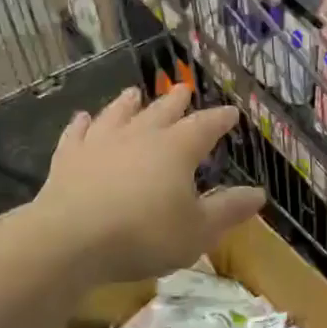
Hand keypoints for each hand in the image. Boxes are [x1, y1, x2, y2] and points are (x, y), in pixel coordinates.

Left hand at [32, 84, 265, 284]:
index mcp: (176, 149)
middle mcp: (140, 136)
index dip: (220, 119)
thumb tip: (258, 193)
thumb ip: (228, 210)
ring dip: (128, 103)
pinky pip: (77, 133)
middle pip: (162, 111)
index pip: (205, 126)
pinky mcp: (68, 158)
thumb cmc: (144, 235)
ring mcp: (101, 143)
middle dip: (176, 100)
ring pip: (118, 114)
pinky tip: (82, 118)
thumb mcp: (198, 231)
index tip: (231, 112)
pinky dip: (81, 124)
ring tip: (134, 93)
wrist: (70, 239)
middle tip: (184, 88)